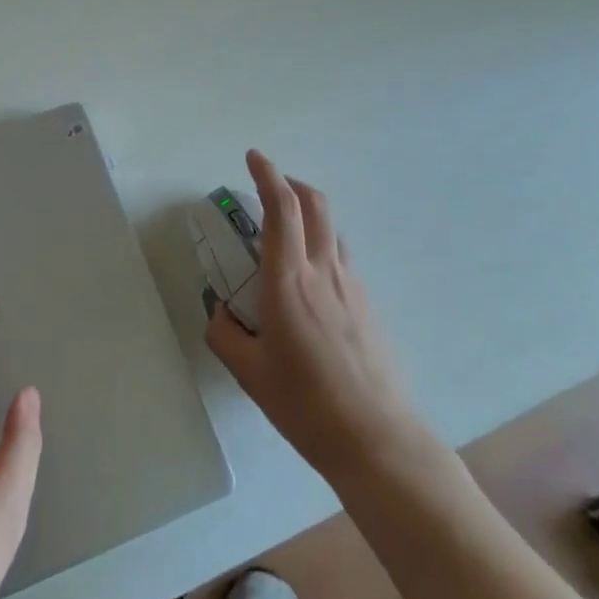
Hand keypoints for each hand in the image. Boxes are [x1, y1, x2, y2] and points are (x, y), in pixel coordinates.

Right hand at [205, 150, 438, 486]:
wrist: (379, 441)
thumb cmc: (307, 406)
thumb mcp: (250, 374)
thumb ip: (225, 335)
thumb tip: (220, 313)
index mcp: (289, 282)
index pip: (281, 209)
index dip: (267, 175)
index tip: (253, 157)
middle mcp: (323, 272)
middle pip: (315, 204)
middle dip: (290, 182)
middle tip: (269, 185)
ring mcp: (351, 286)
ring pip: (331, 228)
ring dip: (308, 213)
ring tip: (285, 232)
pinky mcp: (368, 304)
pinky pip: (341, 256)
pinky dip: (320, 244)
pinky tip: (307, 280)